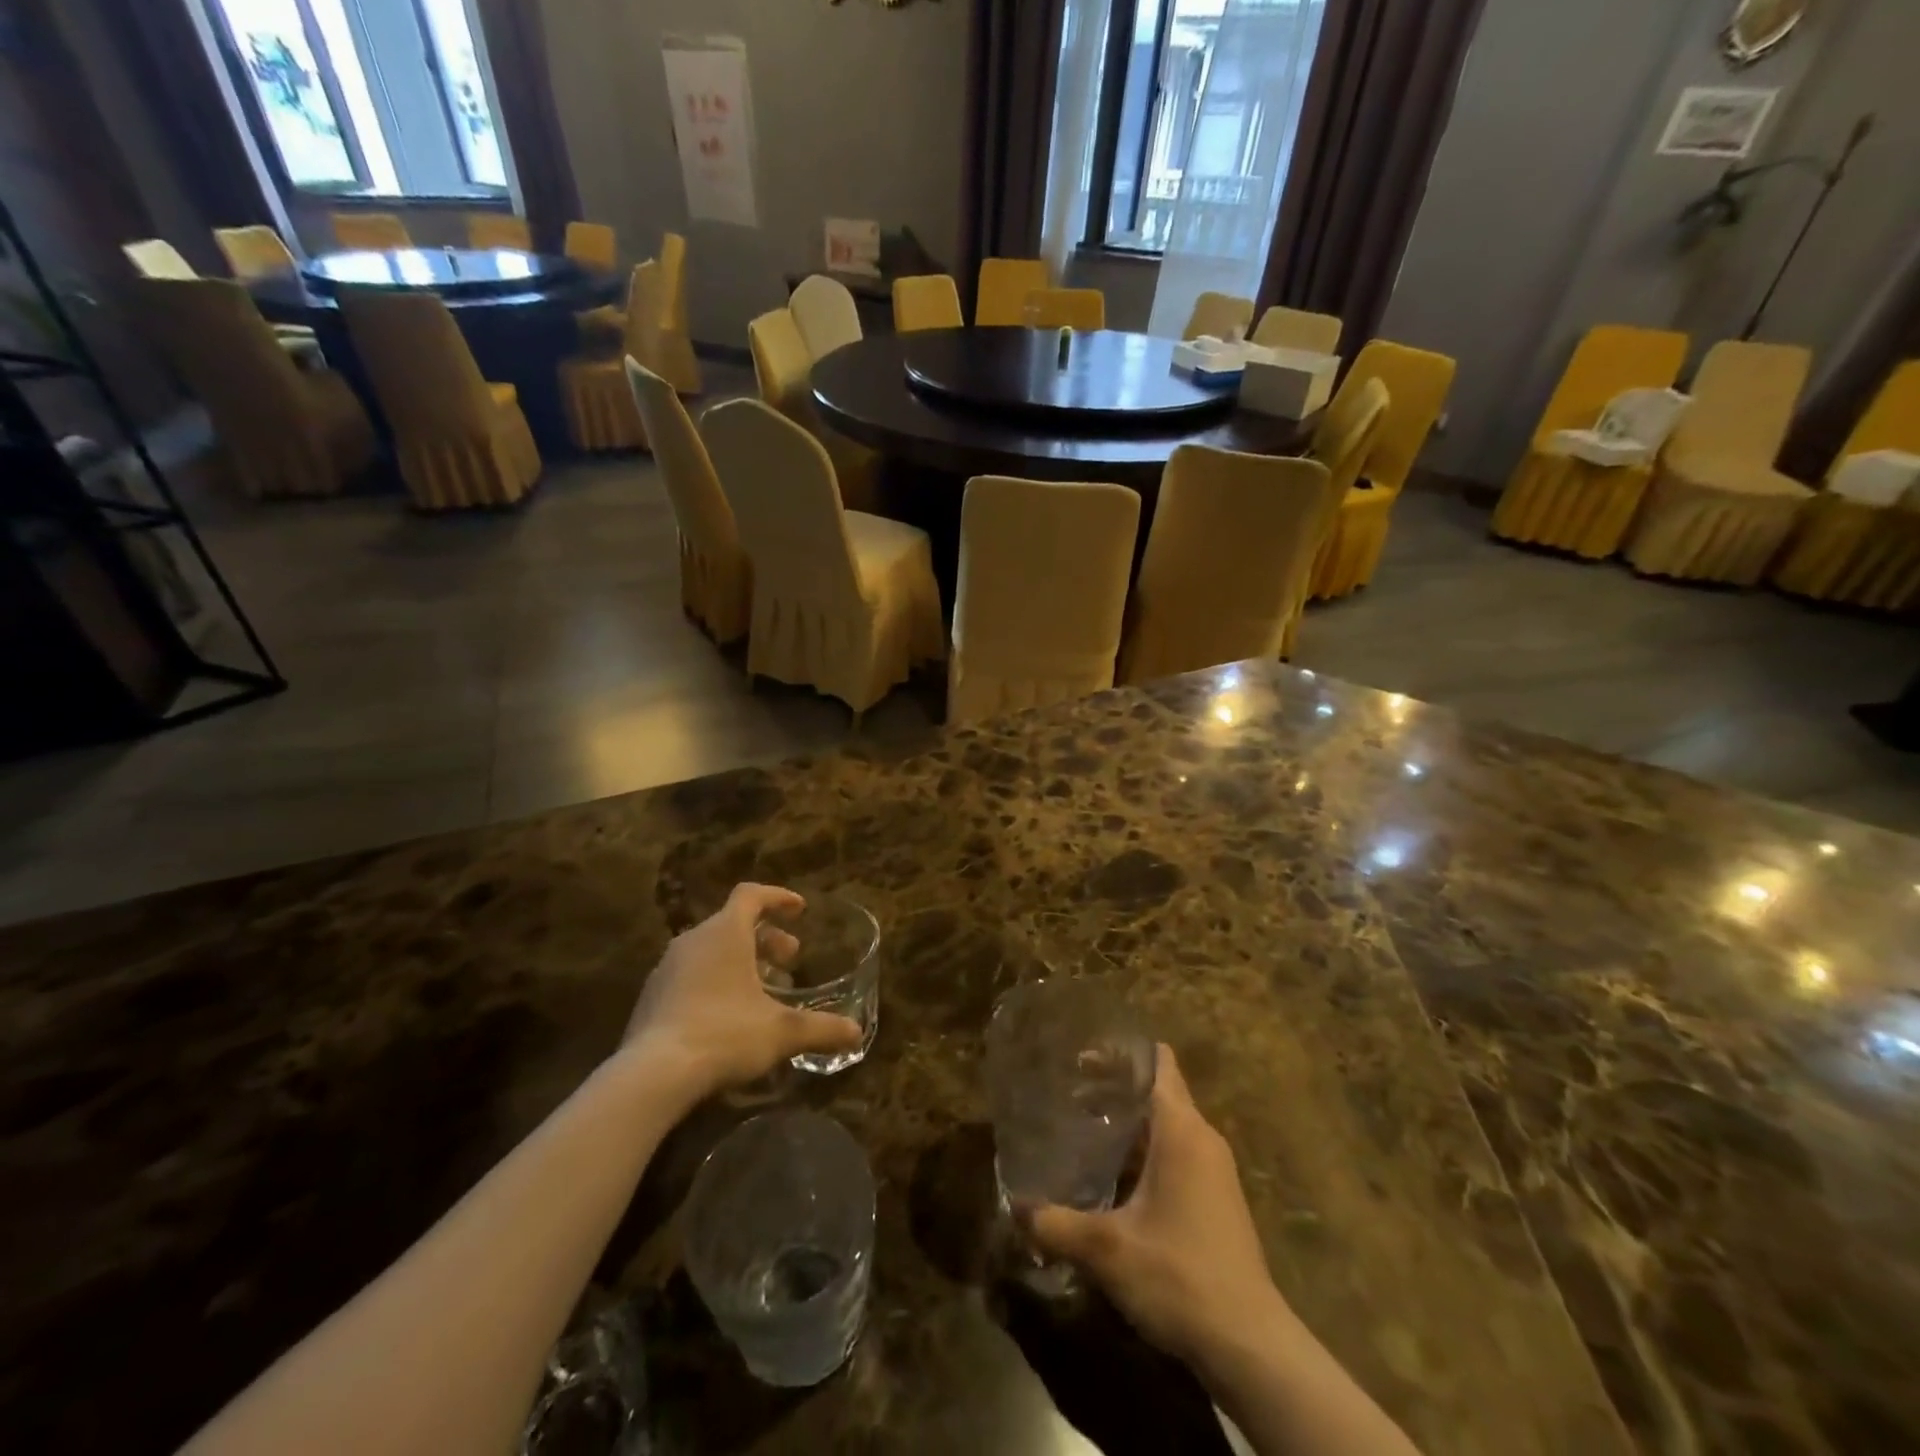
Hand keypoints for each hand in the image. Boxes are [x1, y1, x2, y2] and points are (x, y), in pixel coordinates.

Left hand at [622, 884, 861, 1093]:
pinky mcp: (651, 998)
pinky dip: (716, 981)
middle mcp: (693, 941)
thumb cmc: (724, 1035)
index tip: (800, 910)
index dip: (778, 898)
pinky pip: (691, 975)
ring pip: (711, 950)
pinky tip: (730, 1015)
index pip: (751, 895)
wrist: (651, 1075)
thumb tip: (856, 1032)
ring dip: (741, 961)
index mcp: (725, 933)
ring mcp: (666, 969)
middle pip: (733, 923)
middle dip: (766, 938)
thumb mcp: (782, 1032)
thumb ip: (821, 1028)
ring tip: (763, 989)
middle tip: (790, 960)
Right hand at [1024, 1046, 1288, 1367]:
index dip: (1120, 1053)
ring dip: (1128, 1122)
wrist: (1250, 1347)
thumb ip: (1056, 1223)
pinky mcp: (1216, 1199)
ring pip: (1166, 1123)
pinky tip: (1112, 1175)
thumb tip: (1013, 1207)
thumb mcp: (1106, 1250)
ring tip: (1081, 1128)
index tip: (1080, 1058)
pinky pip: (1176, 1152)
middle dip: (1114, 1087)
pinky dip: (1144, 1150)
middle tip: (1068, 1093)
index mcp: (1181, 1129)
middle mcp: (1202, 1138)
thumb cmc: (1179, 1277)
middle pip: (1158, 1089)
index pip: (1157, 1062)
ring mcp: (1214, 1170)